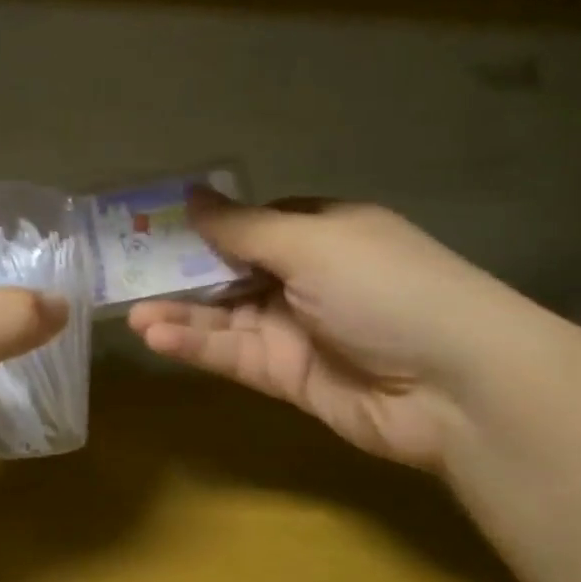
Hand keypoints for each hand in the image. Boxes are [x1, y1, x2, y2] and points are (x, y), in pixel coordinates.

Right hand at [129, 192, 552, 470]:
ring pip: (226, 317)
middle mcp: (308, 279)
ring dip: (182, 314)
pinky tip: (159, 337)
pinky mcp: (288, 378)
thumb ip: (244, 227)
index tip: (156, 224)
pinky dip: (198, 346)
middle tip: (125, 271)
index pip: (256, 223)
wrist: (455, 386)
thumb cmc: (386, 288)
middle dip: (183, 272)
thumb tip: (192, 195)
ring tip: (132, 313)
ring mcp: (296, 330)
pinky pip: (234, 355)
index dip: (210, 224)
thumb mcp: (313, 243)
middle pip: (233, 271)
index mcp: (324, 233)